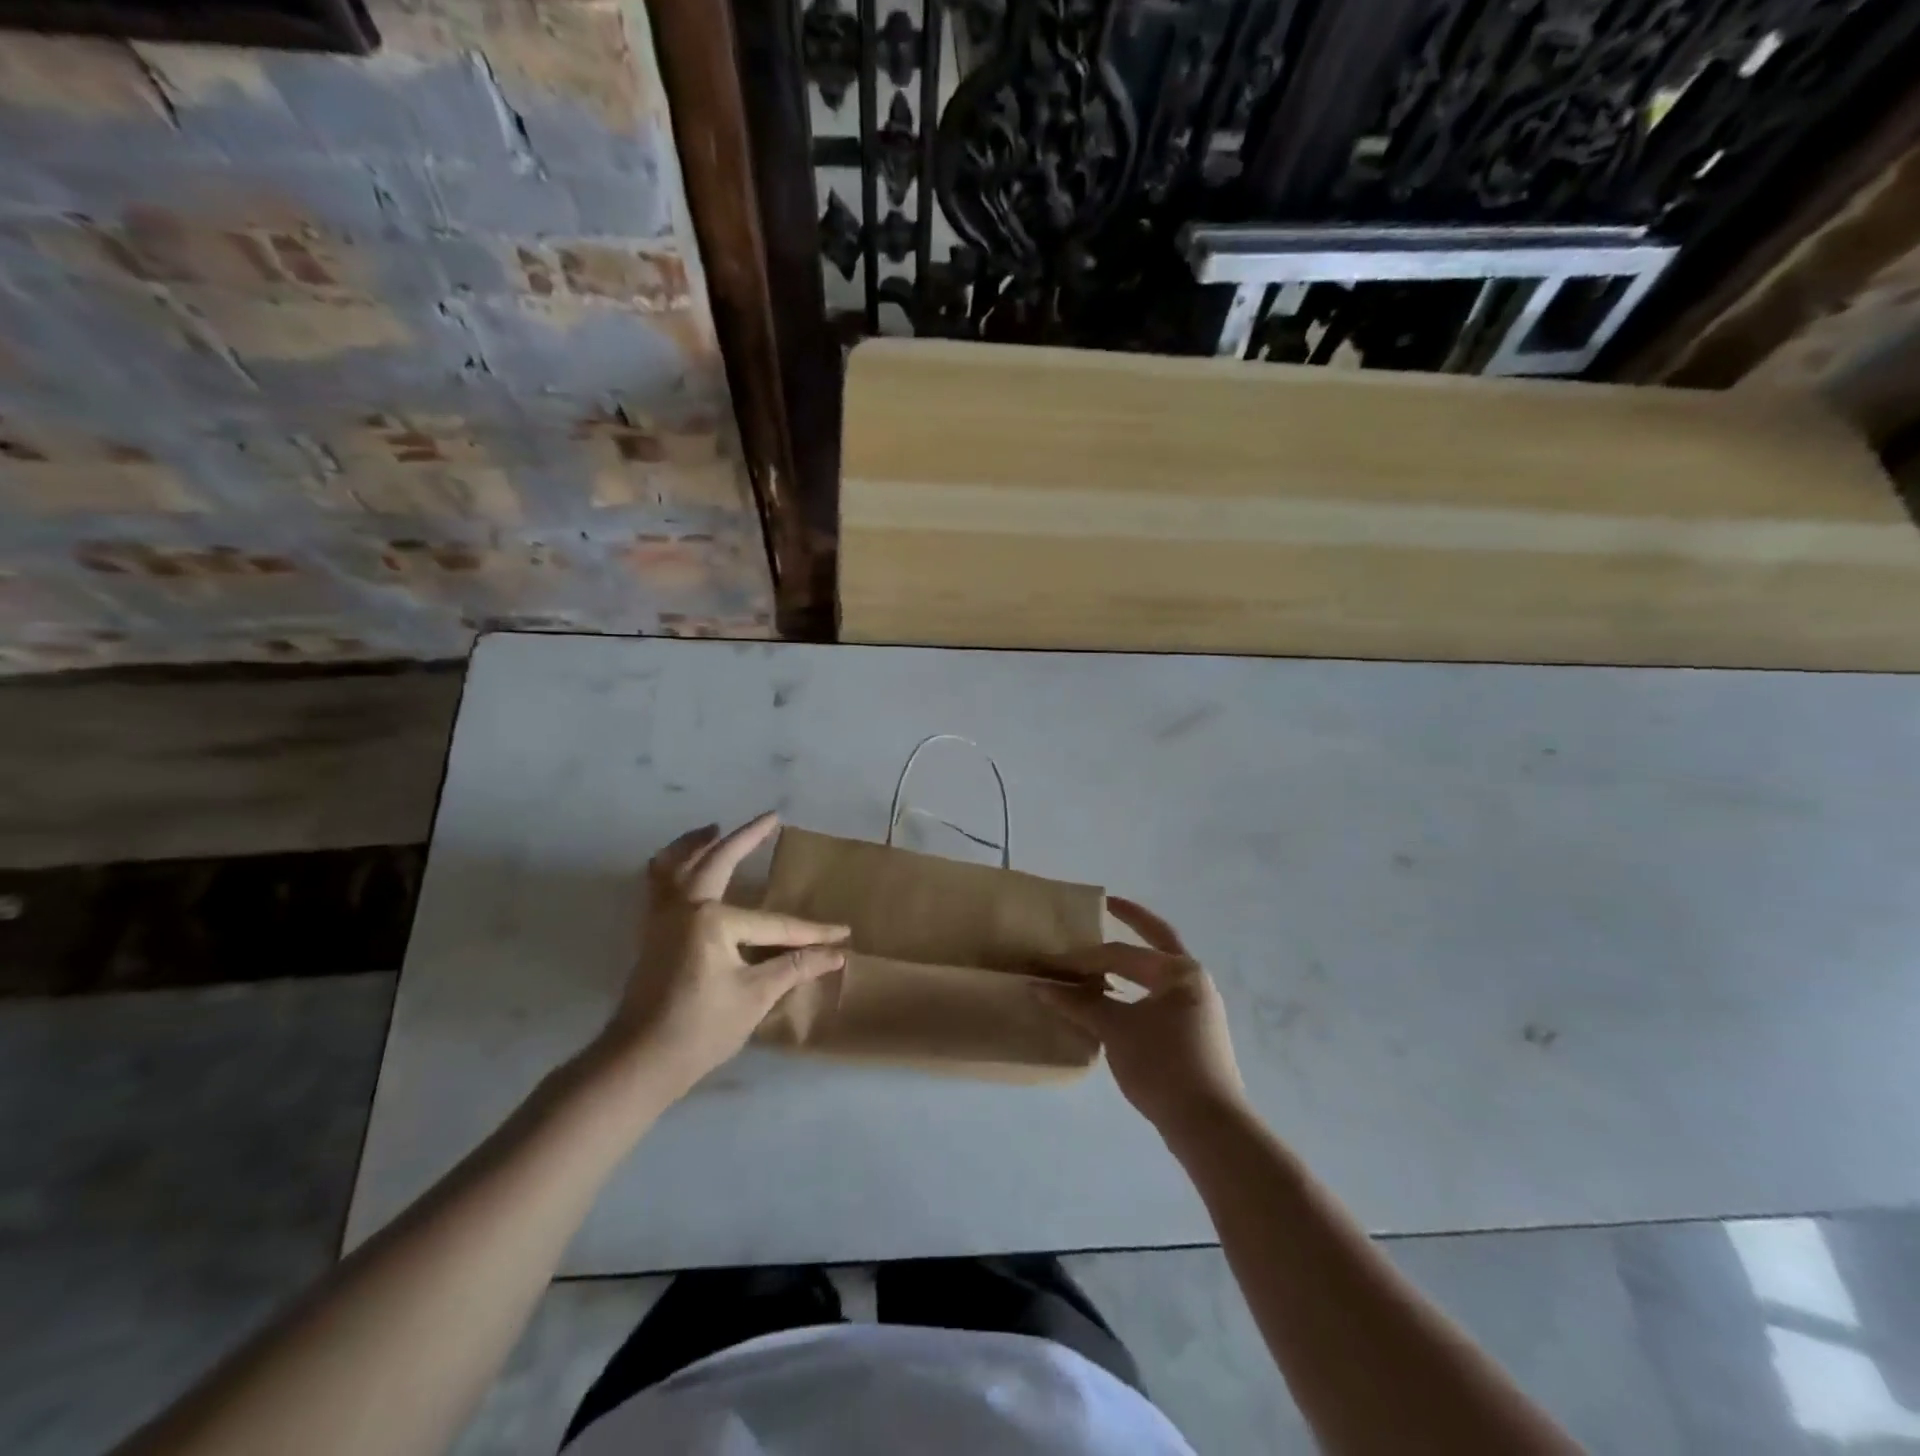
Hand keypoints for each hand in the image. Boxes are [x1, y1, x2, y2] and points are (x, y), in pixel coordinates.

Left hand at [598, 813, 849, 1100]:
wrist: (638, 1062)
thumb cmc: (700, 1029)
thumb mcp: (754, 997)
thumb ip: (795, 967)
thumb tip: (837, 954)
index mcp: (712, 919)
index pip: (774, 923)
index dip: (811, 932)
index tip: (842, 933)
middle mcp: (684, 906)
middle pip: (718, 861)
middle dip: (747, 838)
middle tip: (769, 818)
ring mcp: (661, 916)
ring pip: (676, 864)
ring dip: (696, 843)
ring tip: (714, 828)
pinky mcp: (650, 931)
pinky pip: (657, 883)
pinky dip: (669, 865)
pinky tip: (679, 866)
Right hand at [1037, 897, 1245, 1135]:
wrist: (1210, 1127)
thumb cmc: (1163, 1066)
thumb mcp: (1116, 1031)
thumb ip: (1079, 1004)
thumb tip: (1040, 986)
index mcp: (1180, 971)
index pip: (1122, 953)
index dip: (1084, 957)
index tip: (1052, 963)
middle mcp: (1194, 981)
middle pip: (1156, 943)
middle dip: (1133, 922)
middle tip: (1108, 905)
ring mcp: (1198, 1008)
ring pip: (1157, 974)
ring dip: (1131, 964)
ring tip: (1102, 958)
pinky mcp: (1195, 1033)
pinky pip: (1159, 998)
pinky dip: (1136, 990)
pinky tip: (1116, 1000)